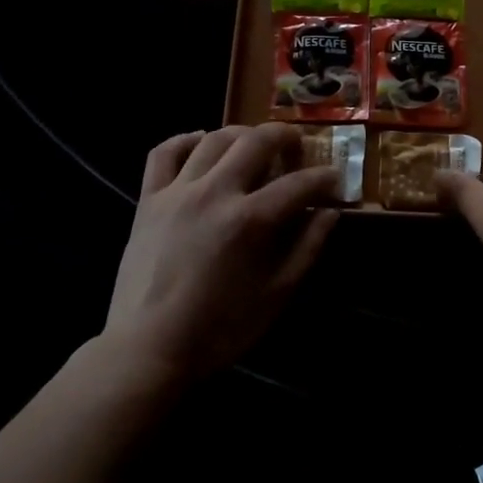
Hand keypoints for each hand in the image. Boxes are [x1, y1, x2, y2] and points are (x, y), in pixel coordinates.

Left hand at [103, 124, 342, 382]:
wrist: (147, 349)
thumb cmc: (218, 329)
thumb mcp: (275, 296)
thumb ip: (306, 249)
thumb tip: (329, 213)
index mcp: (250, 220)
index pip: (298, 184)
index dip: (323, 178)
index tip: (334, 180)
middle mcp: (215, 193)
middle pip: (256, 141)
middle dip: (285, 136)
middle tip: (296, 146)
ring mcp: (177, 192)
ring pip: (214, 139)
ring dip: (242, 133)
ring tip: (255, 143)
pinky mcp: (148, 199)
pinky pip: (164, 153)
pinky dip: (185, 139)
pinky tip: (201, 142)